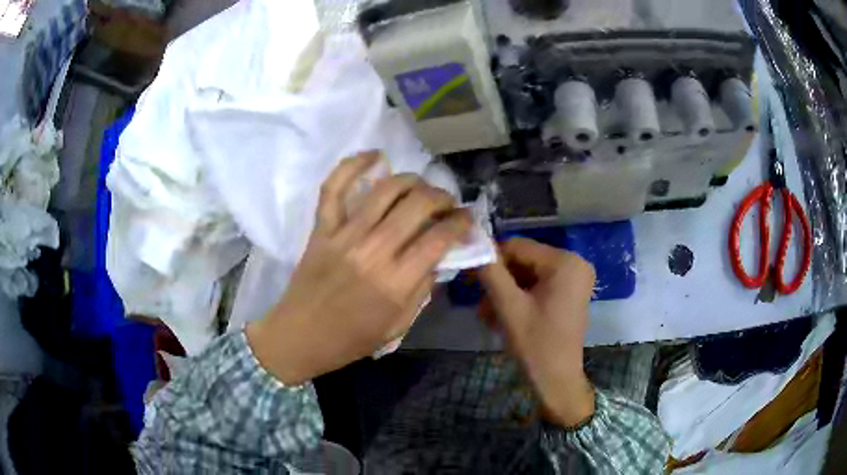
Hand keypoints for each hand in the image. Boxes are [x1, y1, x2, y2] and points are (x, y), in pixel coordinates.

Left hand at [246, 152, 470, 384]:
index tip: (466, 218)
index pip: (439, 238)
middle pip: (417, 205)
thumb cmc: (351, 339)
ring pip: (385, 190)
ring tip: (421, 186)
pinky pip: (334, 188)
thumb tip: (438, 256)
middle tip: (447, 203)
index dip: (461, 222)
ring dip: (412, 180)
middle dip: (441, 197)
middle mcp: (373, 251)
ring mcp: (344, 235)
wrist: (299, 336)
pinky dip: (353, 165)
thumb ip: (422, 289)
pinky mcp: (322, 229)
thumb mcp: (398, 325)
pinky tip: (374, 155)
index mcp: (396, 283)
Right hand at [479, 238, 595, 426]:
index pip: (518, 246)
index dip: (491, 259)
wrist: (557, 381)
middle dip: (500, 281)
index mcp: (565, 262)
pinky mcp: (569, 292)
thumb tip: (473, 245)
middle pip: (524, 260)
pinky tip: (502, 317)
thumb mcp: (509, 307)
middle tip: (479, 303)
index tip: (470, 278)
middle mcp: (575, 263)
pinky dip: (519, 298)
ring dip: (506, 292)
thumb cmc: (536, 344)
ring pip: (528, 274)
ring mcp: (574, 278)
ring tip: (487, 315)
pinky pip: (538, 285)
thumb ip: (491, 273)